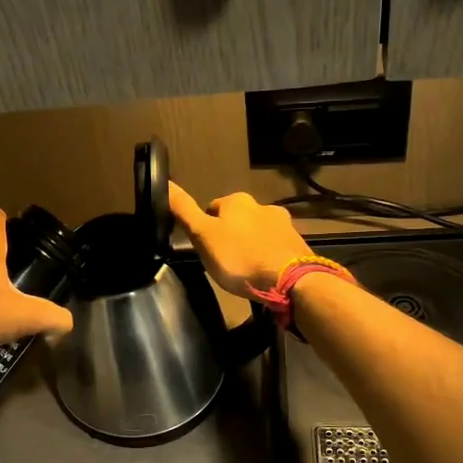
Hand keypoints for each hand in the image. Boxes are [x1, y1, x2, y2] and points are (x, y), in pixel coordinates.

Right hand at [168, 182, 311, 297]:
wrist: (291, 281)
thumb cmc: (240, 258)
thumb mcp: (203, 236)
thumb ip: (184, 211)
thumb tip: (165, 181)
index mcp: (237, 200)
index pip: (211, 209)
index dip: (205, 229)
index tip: (205, 249)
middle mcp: (262, 205)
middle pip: (236, 220)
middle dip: (230, 236)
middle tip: (224, 262)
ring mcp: (283, 224)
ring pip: (257, 232)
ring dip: (250, 246)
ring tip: (245, 270)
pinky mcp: (297, 243)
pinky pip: (275, 247)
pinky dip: (268, 256)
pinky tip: (264, 273)